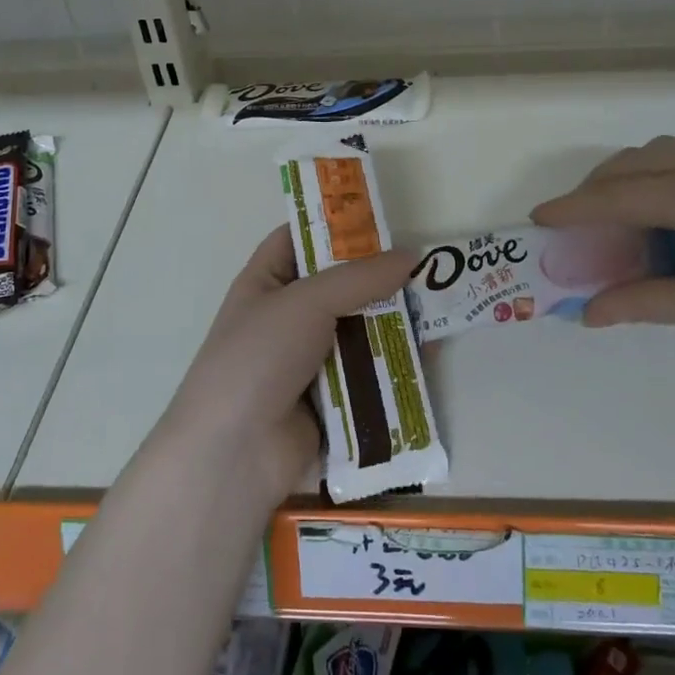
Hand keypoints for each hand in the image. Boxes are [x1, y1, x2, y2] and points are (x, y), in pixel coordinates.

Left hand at [162, 226, 415, 496]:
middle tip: (426, 267)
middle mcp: (286, 317)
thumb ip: (360, 277)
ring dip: (393, 322)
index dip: (335, 226)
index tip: (382, 220)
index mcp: (265, 282)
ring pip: (358, 330)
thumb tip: (411, 256)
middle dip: (379, 278)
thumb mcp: (306, 302)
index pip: (299, 239)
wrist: (235, 453)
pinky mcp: (330, 400)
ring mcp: (308, 360)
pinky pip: (367, 372)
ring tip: (438, 308)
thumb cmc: (259, 357)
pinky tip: (430, 354)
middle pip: (339, 286)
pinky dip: (393, 363)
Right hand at [531, 137, 674, 365]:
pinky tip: (666, 206)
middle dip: (597, 189)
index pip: (620, 197)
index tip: (539, 218)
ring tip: (617, 212)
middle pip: (635, 163)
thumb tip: (589, 312)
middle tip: (576, 223)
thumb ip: (643, 303)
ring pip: (662, 151)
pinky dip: (660, 171)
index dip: (574, 208)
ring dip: (629, 174)